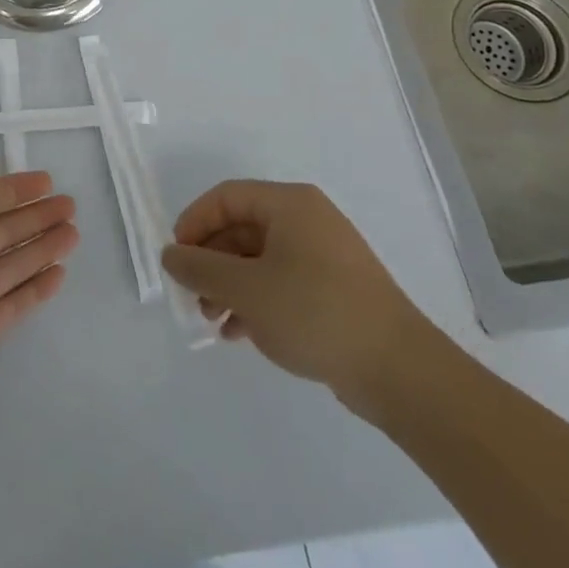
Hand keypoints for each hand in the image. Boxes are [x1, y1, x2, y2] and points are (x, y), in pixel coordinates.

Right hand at [160, 180, 438, 417]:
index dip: (194, 222)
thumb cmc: (315, 312)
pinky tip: (239, 333)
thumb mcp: (246, 289)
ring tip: (212, 319)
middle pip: (242, 228)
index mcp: (290, 204)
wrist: (399, 370)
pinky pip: (281, 283)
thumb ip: (200, 269)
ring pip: (259, 259)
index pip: (226, 197)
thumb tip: (170, 255)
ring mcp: (324, 256)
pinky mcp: (333, 290)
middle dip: (211, 261)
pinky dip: (255, 301)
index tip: (177, 258)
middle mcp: (307, 221)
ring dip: (229, 285)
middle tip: (192, 294)